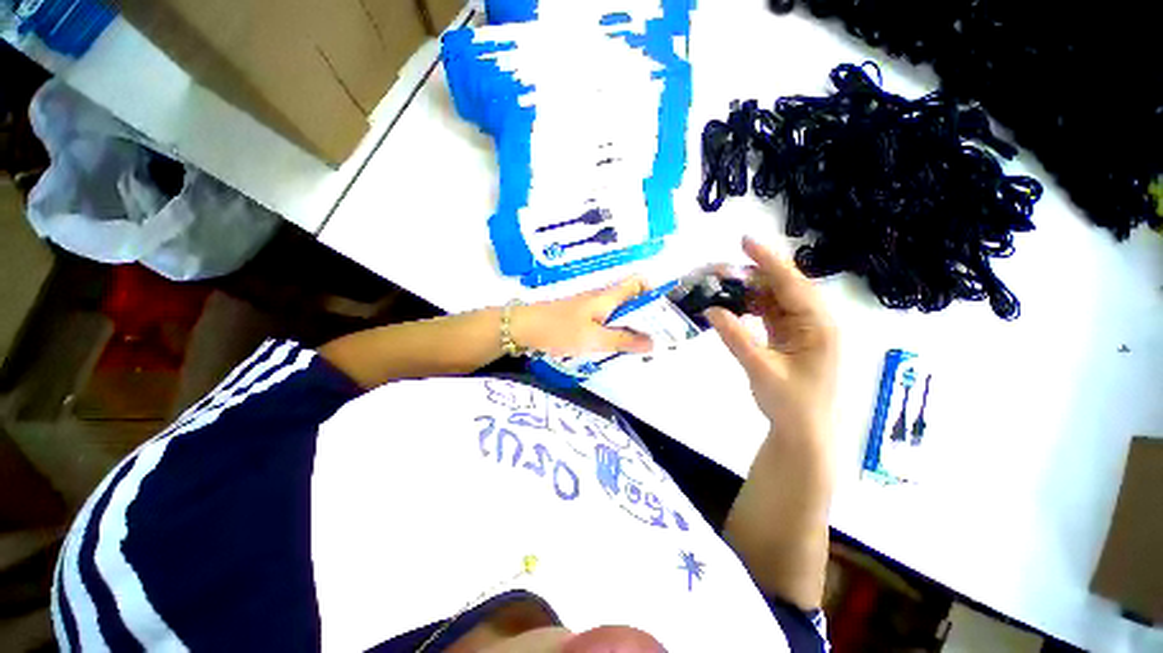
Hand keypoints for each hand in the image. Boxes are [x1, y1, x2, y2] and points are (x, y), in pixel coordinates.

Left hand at [513, 277, 654, 356]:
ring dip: (630, 326)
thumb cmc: (560, 329)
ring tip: (641, 346)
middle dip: (646, 315)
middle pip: (631, 299)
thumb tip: (652, 343)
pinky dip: (615, 332)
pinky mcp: (581, 318)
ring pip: (618, 312)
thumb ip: (623, 340)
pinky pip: (605, 322)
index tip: (664, 313)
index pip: (637, 281)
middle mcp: (602, 298)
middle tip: (657, 337)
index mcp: (608, 296)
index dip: (653, 291)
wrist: (523, 328)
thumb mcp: (594, 338)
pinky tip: (616, 348)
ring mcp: (590, 307)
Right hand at [706, 237, 837, 432]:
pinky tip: (734, 303)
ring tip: (722, 284)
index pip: (793, 285)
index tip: (745, 241)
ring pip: (775, 299)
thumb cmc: (791, 404)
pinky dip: (751, 307)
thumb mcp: (761, 369)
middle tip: (721, 269)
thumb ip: (736, 338)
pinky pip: (770, 314)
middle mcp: (815, 322)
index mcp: (819, 326)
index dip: (768, 261)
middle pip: (784, 288)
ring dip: (750, 291)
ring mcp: (803, 329)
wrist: (803, 433)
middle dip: (754, 274)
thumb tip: (712, 309)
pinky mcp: (790, 337)